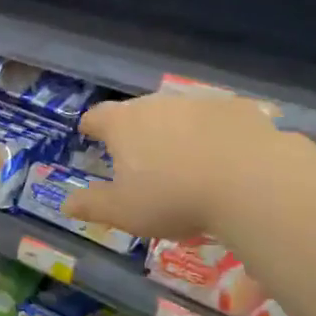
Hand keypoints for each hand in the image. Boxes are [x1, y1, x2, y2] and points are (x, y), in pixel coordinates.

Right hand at [63, 91, 307, 241]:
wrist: (250, 181)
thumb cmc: (173, 197)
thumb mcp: (125, 212)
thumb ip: (92, 205)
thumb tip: (65, 203)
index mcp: (123, 124)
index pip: (97, 116)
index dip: (91, 126)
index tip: (89, 134)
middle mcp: (157, 104)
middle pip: (137, 112)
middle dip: (136, 130)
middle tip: (141, 157)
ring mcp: (199, 103)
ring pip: (179, 114)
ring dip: (177, 131)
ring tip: (186, 161)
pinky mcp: (237, 109)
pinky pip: (219, 120)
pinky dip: (217, 134)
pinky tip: (228, 158)